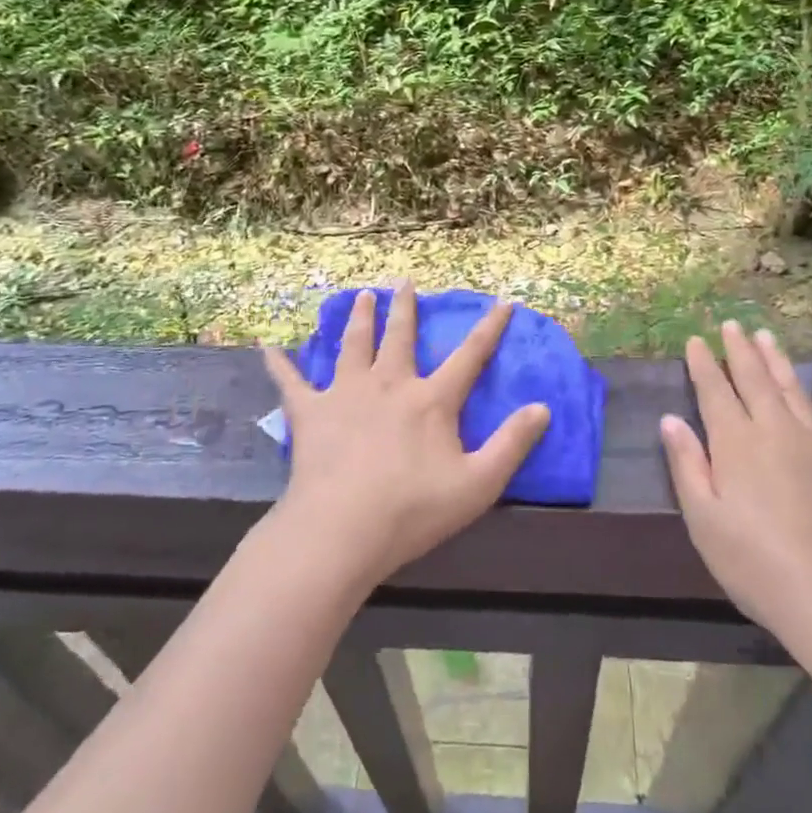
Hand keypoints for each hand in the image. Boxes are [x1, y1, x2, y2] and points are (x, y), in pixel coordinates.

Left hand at [264, 282, 550, 589]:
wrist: (341, 529)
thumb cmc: (413, 510)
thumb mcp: (478, 483)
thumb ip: (512, 444)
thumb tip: (543, 408)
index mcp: (431, 400)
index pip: (470, 356)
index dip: (490, 328)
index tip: (504, 302)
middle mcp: (389, 384)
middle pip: (400, 337)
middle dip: (407, 309)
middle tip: (405, 283)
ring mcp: (346, 394)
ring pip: (353, 345)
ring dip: (360, 318)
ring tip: (363, 296)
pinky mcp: (310, 412)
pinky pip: (291, 382)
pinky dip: (280, 364)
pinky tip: (269, 347)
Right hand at [661, 322, 811, 655]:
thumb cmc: (755, 564)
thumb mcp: (704, 520)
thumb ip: (687, 464)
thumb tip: (671, 419)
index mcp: (737, 443)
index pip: (715, 391)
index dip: (704, 364)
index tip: (696, 340)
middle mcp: (777, 430)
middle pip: (755, 380)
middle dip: (739, 350)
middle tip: (731, 325)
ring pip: (795, 389)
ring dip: (778, 361)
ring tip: (766, 336)